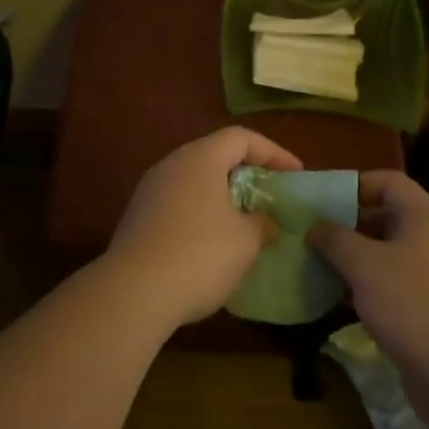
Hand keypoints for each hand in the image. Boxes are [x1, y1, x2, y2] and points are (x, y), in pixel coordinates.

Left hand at [104, 128, 300, 327]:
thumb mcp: (245, 241)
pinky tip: (213, 242)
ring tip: (245, 220)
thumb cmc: (199, 254)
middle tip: (270, 194)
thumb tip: (263, 221)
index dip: (273, 152)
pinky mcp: (138, 217)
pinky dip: (201, 213)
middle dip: (246, 172)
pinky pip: (179, 203)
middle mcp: (172, 164)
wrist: (133, 291)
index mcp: (200, 158)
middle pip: (215, 155)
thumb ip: (261, 223)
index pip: (241, 137)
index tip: (295, 174)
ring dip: (222, 196)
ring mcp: (150, 190)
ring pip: (195, 181)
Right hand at [307, 170, 428, 378]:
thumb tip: (315, 226)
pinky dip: (376, 286)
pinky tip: (349, 303)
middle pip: (391, 217)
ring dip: (361, 259)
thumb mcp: (362, 264)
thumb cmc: (410, 303)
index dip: (355, 185)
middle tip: (319, 238)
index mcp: (427, 216)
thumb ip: (334, 238)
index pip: (389, 181)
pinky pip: (403, 284)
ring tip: (327, 270)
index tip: (324, 203)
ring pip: (395, 254)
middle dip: (352, 225)